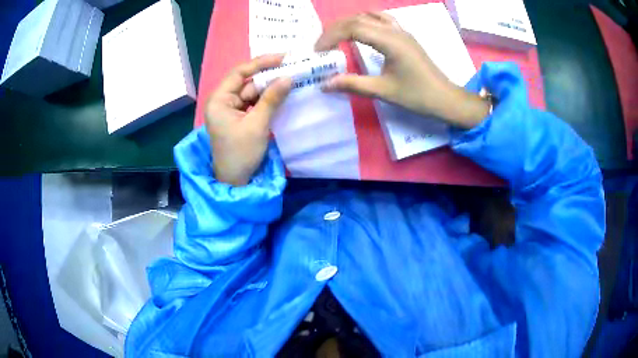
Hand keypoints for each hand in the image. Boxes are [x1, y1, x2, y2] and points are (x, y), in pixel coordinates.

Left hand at [205, 54, 291, 185]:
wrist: (235, 181)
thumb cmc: (241, 153)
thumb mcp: (257, 124)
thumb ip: (272, 99)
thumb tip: (289, 77)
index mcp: (219, 99)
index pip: (239, 72)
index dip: (261, 63)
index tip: (283, 57)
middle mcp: (223, 100)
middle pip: (247, 82)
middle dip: (269, 76)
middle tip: (292, 68)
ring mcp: (231, 109)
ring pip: (253, 92)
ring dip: (270, 88)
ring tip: (292, 80)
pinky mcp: (239, 117)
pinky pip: (254, 103)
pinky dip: (267, 100)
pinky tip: (283, 94)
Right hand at [315, 13, 489, 128]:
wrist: (445, 98)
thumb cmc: (417, 96)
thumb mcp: (383, 91)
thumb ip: (352, 84)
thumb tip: (324, 84)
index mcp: (390, 41)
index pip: (353, 28)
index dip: (331, 36)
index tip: (318, 51)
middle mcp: (395, 30)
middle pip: (358, 19)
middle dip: (335, 29)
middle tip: (322, 46)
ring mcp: (401, 31)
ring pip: (369, 16)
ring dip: (349, 23)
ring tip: (337, 37)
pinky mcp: (405, 36)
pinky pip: (381, 19)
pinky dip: (365, 21)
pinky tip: (360, 31)